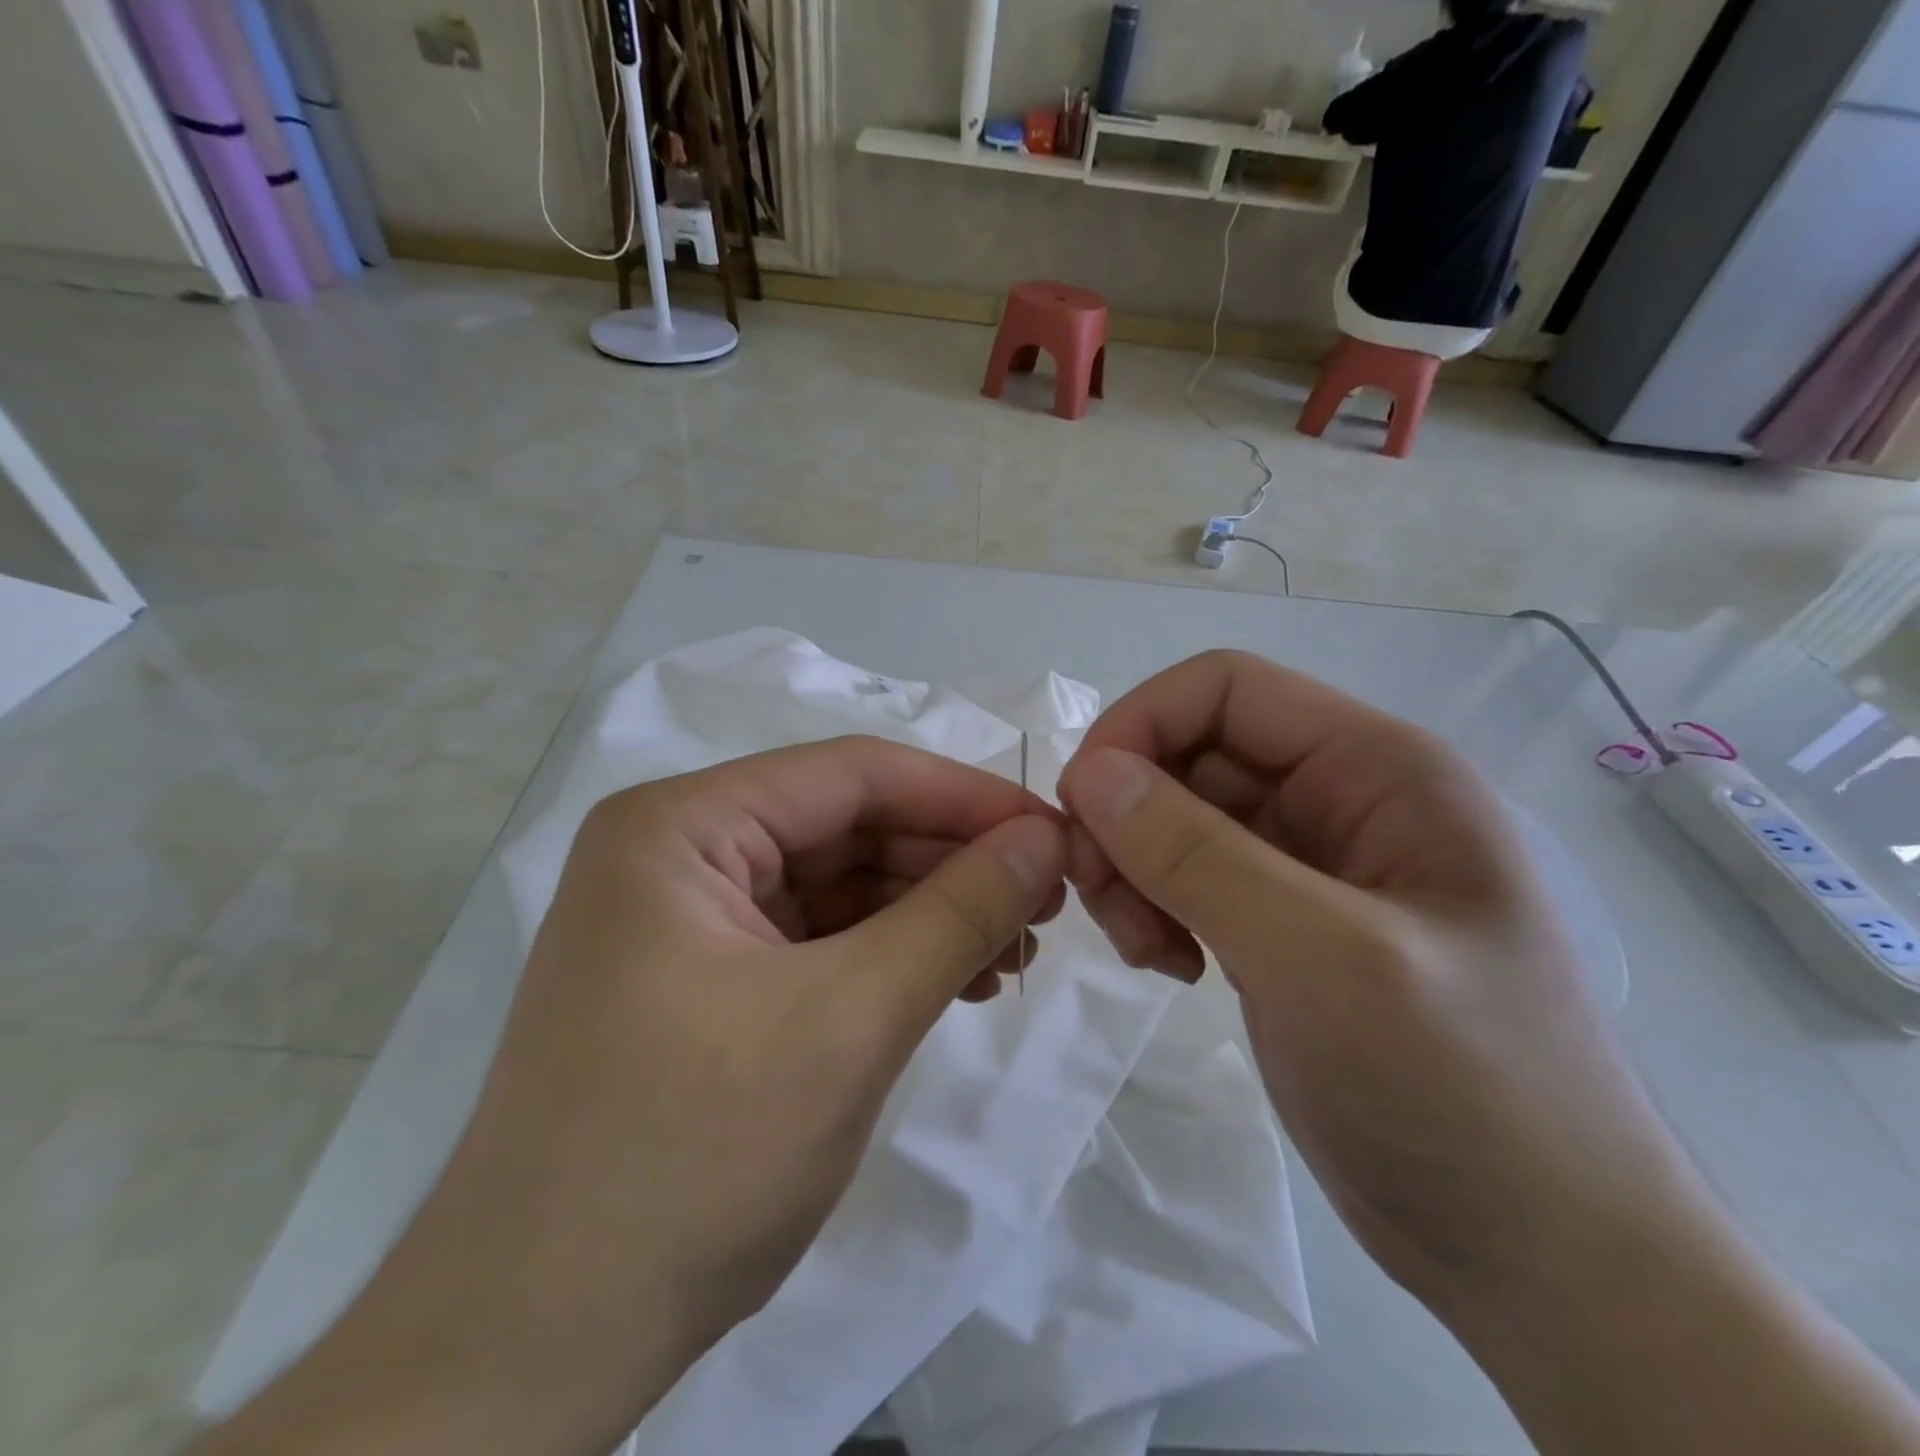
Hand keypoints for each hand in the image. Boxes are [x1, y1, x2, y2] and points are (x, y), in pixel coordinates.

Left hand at [198, 736, 1064, 1455]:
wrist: (536, 1350)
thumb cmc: (690, 1160)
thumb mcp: (850, 1020)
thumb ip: (958, 914)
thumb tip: (1044, 840)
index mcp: (679, 827)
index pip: (850, 775)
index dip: (962, 797)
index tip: (1051, 833)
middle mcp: (675, 853)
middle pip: (845, 825)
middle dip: (950, 860)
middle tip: (1045, 901)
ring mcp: (686, 919)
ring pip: (838, 883)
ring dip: (928, 910)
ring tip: (1013, 950)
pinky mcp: (703, 979)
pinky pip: (817, 938)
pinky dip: (889, 954)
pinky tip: (956, 981)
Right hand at [1056, 650, 1686, 1310]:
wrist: (1542, 1258)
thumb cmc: (1463, 1092)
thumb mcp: (1322, 958)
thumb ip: (1197, 855)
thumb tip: (1088, 773)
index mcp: (1377, 769)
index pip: (1225, 689)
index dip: (1138, 726)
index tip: (1081, 811)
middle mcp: (1341, 798)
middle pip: (1190, 756)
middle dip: (1129, 817)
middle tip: (1107, 905)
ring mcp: (1309, 865)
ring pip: (1177, 818)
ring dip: (1135, 869)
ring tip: (1149, 951)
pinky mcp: (1281, 923)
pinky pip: (1188, 877)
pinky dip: (1156, 907)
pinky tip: (1171, 968)